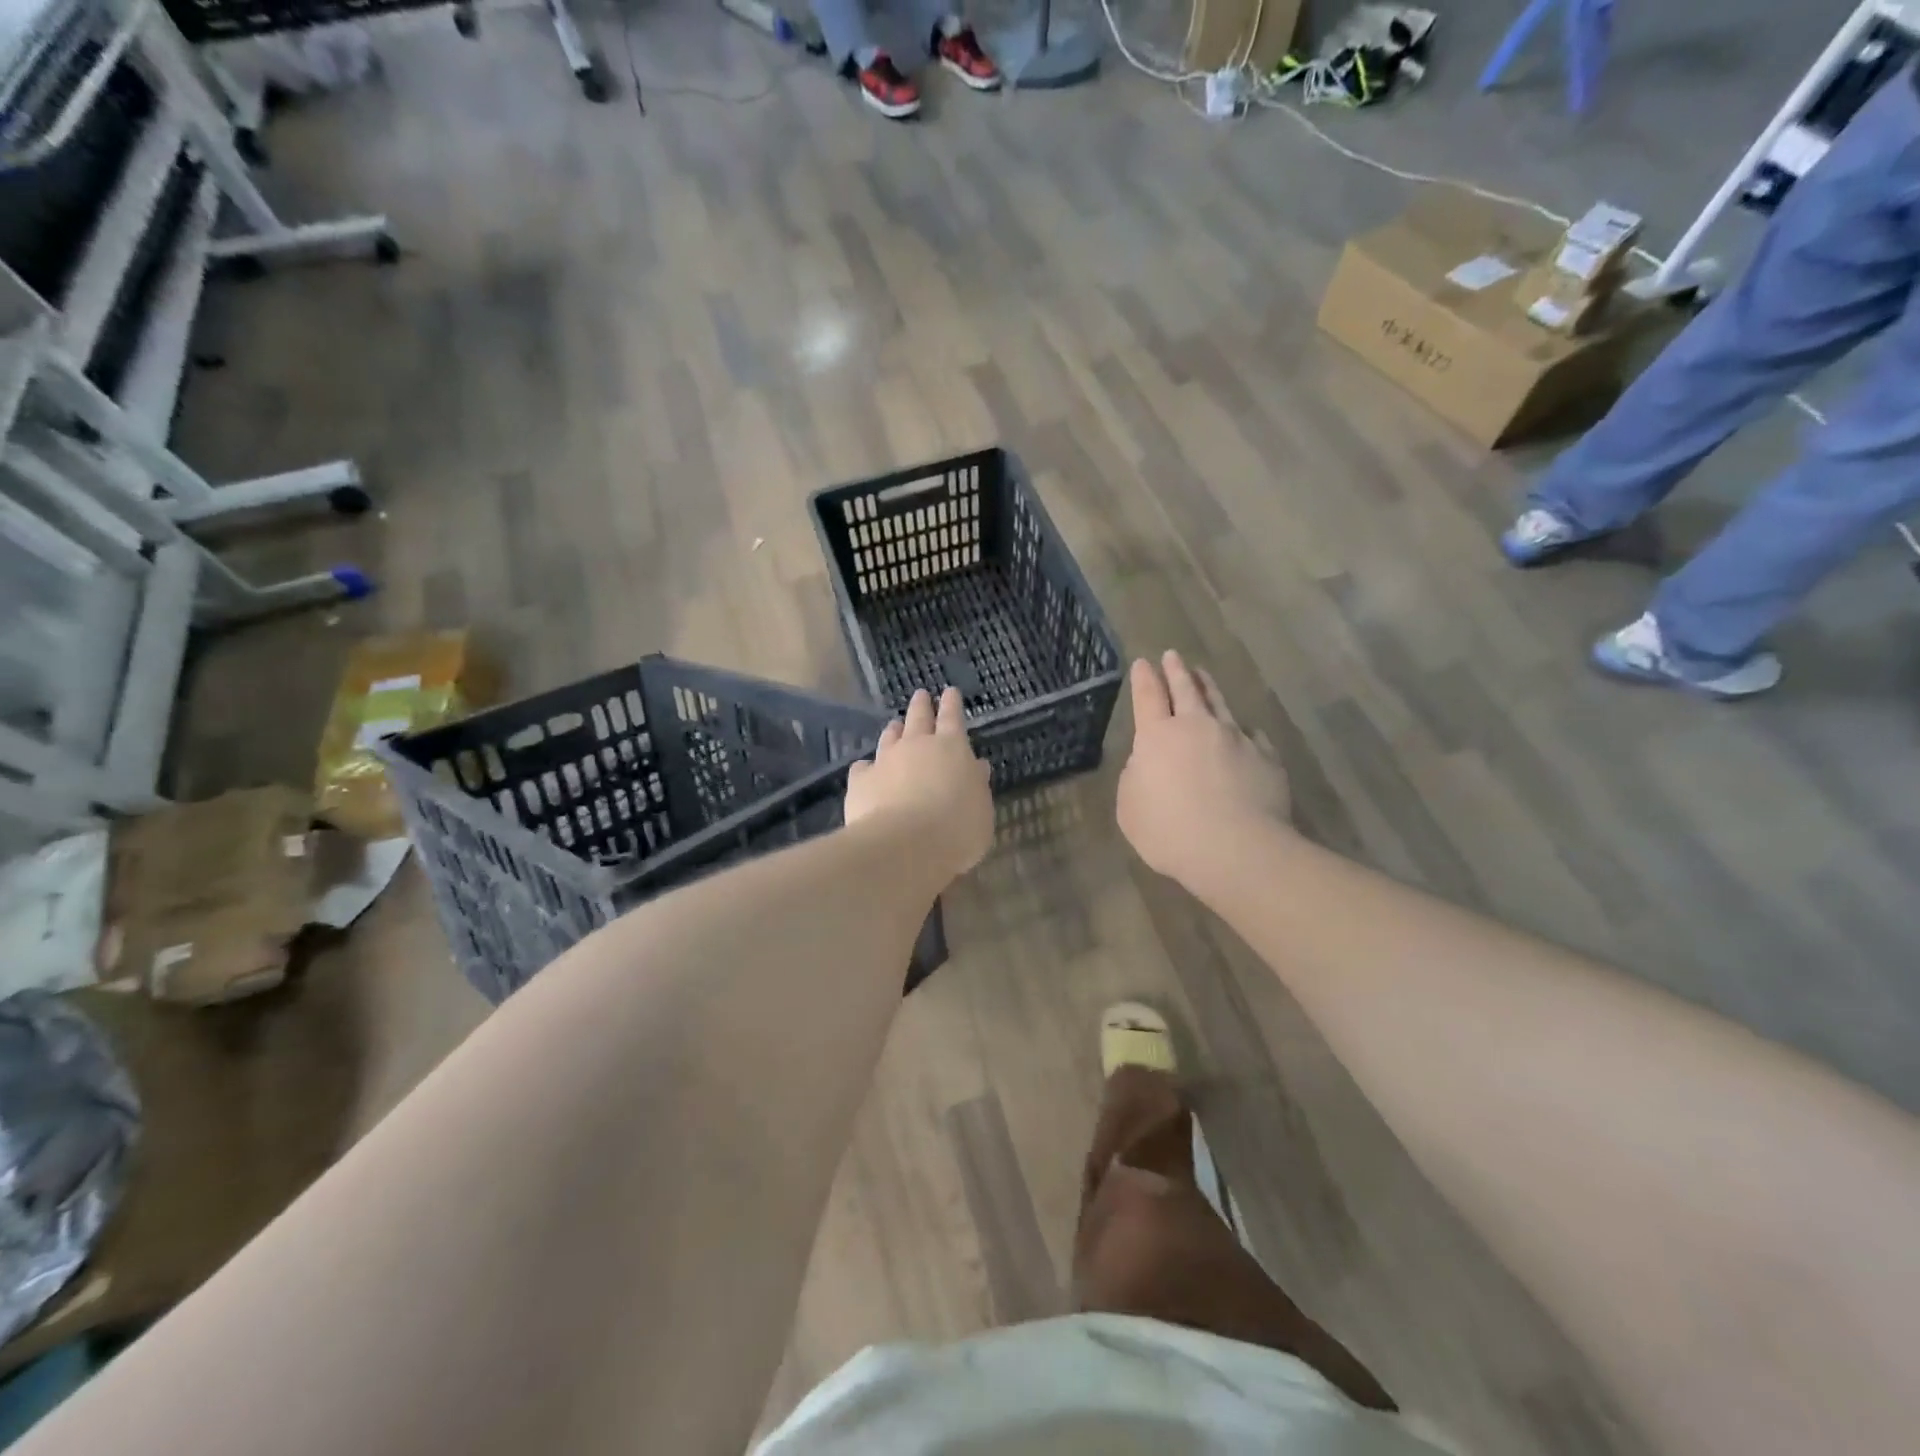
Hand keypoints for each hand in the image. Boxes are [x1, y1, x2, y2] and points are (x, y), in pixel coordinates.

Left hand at [845, 687, 993, 881]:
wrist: (905, 845)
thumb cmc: (956, 829)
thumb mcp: (981, 810)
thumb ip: (976, 786)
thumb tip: (976, 767)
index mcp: (952, 748)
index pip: (953, 718)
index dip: (952, 704)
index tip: (950, 692)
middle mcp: (917, 745)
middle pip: (919, 718)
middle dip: (921, 705)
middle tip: (921, 695)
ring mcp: (886, 760)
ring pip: (890, 737)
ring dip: (894, 731)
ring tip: (894, 726)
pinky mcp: (861, 780)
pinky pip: (863, 767)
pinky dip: (867, 767)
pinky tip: (865, 771)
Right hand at [1117, 650, 1290, 890]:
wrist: (1235, 849)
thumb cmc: (1169, 830)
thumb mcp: (1130, 807)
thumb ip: (1136, 778)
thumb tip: (1149, 763)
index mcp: (1158, 736)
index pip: (1148, 697)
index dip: (1144, 678)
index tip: (1143, 662)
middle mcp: (1197, 727)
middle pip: (1185, 690)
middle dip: (1176, 671)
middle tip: (1173, 655)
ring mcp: (1236, 739)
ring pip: (1220, 704)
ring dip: (1209, 688)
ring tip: (1204, 675)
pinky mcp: (1266, 758)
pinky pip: (1253, 736)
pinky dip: (1245, 731)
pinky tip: (1247, 732)